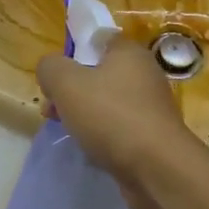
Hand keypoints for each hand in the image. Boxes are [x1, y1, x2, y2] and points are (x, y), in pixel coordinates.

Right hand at [36, 39, 208, 208]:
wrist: (158, 169)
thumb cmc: (111, 116)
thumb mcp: (67, 83)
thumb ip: (51, 68)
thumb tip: (50, 68)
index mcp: (129, 52)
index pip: (99, 39)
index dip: (74, 51)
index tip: (56, 73)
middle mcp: (145, 75)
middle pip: (100, 73)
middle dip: (72, 89)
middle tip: (51, 107)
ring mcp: (151, 107)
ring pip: (108, 103)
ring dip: (85, 114)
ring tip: (65, 130)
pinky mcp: (153, 137)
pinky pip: (119, 128)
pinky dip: (103, 136)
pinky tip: (89, 149)